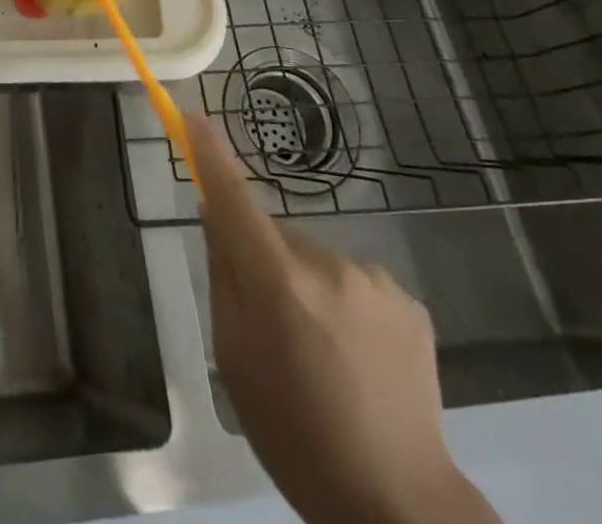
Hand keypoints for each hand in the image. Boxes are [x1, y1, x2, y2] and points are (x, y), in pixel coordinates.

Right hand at [187, 117, 499, 523]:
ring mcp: (374, 280)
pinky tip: (359, 361)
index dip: (211, 155)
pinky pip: (354, 283)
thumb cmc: (293, 435)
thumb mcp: (233, 359)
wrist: (400, 506)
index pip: (234, 199)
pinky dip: (344, 306)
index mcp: (277, 283)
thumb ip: (224, 279)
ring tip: (323, 356)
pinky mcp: (409, 299)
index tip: (192, 117)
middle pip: (275, 235)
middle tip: (273, 328)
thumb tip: (218, 219)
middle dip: (265, 261)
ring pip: (315, 260)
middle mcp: (327, 265)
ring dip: (307, 286)